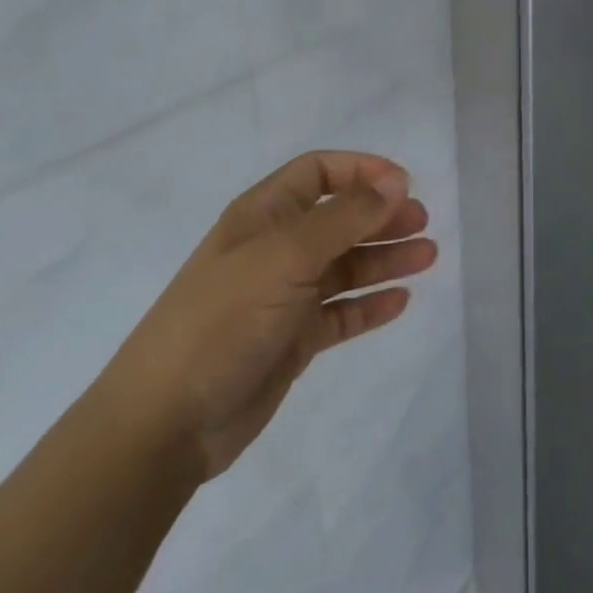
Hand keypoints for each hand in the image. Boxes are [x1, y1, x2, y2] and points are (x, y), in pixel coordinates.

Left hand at [95, 151, 436, 480]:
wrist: (165, 422)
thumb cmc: (224, 320)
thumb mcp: (286, 256)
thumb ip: (345, 217)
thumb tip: (396, 181)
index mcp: (262, 216)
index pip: (318, 172)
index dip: (361, 171)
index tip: (403, 184)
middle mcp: (275, 249)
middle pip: (339, 218)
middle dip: (381, 216)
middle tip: (423, 223)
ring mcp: (283, 296)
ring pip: (345, 265)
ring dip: (385, 258)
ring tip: (427, 258)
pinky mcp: (291, 339)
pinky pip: (340, 312)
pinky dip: (369, 304)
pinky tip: (399, 301)